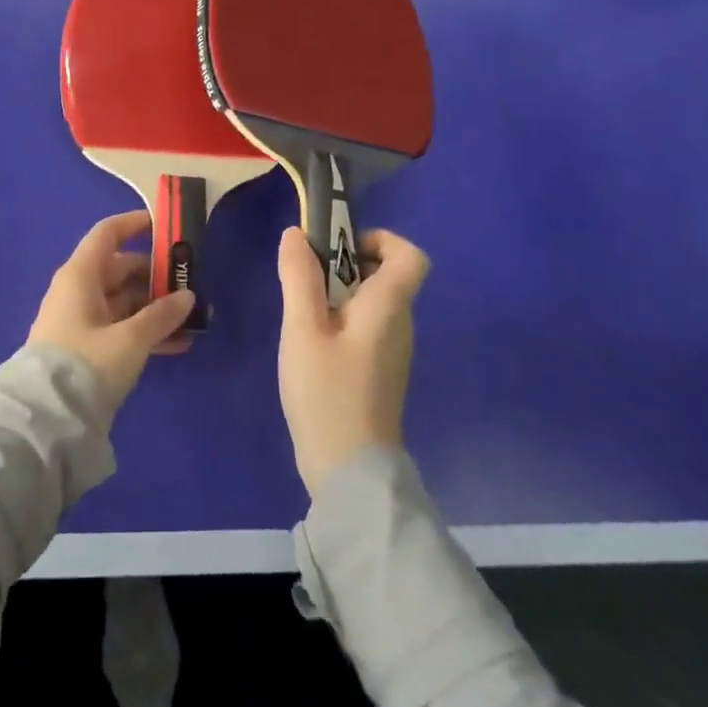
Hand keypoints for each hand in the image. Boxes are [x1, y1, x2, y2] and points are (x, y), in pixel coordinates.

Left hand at [29, 211, 196, 415]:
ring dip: (156, 309)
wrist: (46, 420)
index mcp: (81, 275)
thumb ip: (161, 316)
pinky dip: (146, 332)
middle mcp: (79, 290)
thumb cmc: (86, 364)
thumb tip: (188, 296)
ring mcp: (82, 320)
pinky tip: (178, 346)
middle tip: (192, 283)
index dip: (135, 224)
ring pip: (125, 302)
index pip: (108, 234)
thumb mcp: (130, 340)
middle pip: (122, 269)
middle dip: (157, 276)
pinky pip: (121, 328)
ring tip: (193, 320)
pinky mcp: (86, 348)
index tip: (165, 226)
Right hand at [275, 226, 429, 496]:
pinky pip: (366, 327)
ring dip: (338, 294)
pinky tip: (312, 344)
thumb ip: (299, 277)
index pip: (410, 256)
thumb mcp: (302, 329)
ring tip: (303, 314)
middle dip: (345, 264)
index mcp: (389, 307)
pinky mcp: (379, 372)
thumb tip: (297, 234)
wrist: (349, 472)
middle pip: (385, 275)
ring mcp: (392, 351)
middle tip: (306, 281)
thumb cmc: (327, 393)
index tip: (339, 248)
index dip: (381, 239)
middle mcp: (399, 324)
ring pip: (371, 302)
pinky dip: (341, 320)